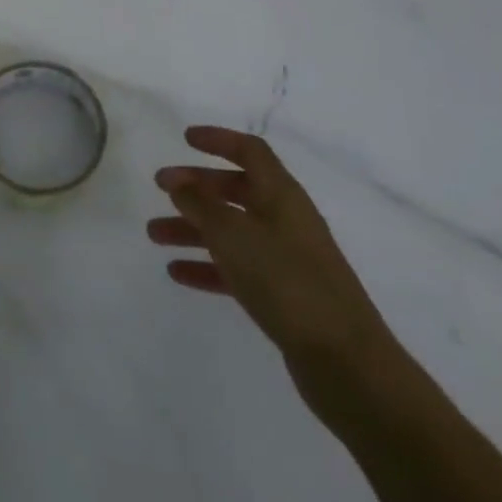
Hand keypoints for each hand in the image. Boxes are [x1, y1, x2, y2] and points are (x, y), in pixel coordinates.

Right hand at [149, 126, 395, 396]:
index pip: (250, 152)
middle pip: (237, 190)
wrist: (346, 363)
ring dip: (193, 228)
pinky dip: (208, 266)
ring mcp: (287, 259)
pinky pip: (237, 269)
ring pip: (232, 231)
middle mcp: (286, 220)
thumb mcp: (234, 236)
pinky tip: (177, 272)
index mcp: (282, 196)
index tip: (185, 139)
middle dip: (197, 187)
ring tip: (154, 235)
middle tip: (159, 188)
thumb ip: (201, 205)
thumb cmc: (287, 282)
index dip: (219, 140)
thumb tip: (179, 182)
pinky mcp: (284, 295)